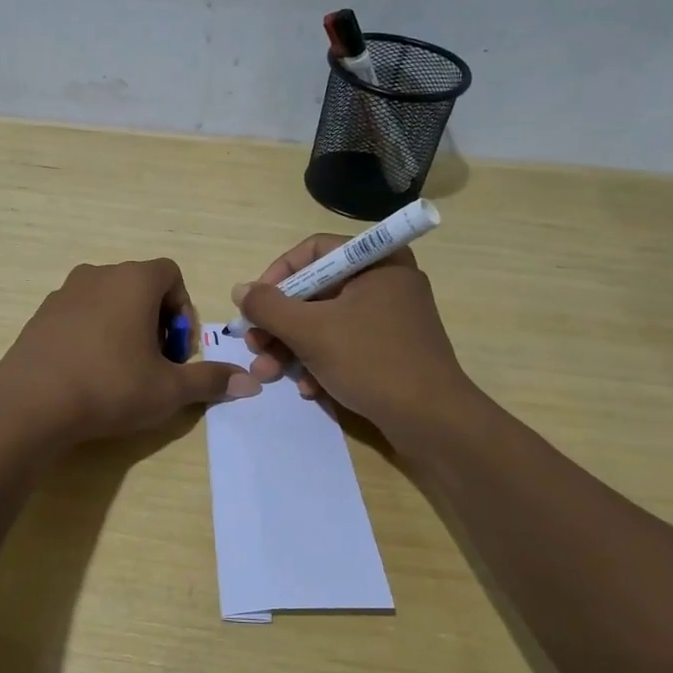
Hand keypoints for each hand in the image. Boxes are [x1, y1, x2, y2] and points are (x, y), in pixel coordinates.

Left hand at [0, 259, 259, 444]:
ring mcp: (64, 292)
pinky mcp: (41, 314)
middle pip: (139, 286)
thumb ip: (210, 380)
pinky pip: (79, 314)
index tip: (177, 349)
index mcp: (134, 280)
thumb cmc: (110, 385)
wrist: (31, 401)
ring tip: (122, 370)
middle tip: (154, 362)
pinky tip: (88, 372)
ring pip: (107, 300)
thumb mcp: (169, 389)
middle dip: (155, 320)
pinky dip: (92, 333)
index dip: (182, 309)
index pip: (171, 274)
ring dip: (123, 326)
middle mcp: (99, 274)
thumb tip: (251, 383)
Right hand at [234, 235, 475, 437]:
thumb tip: (240, 290)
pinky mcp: (391, 350)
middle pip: (316, 290)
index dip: (277, 275)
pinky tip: (309, 389)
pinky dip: (321, 362)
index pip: (314, 251)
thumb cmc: (371, 362)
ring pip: (326, 322)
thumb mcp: (311, 331)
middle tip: (255, 345)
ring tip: (270, 372)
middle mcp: (386, 282)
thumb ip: (269, 307)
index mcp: (377, 262)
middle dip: (280, 322)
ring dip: (293, 347)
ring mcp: (391, 318)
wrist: (432, 421)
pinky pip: (346, 344)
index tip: (255, 305)